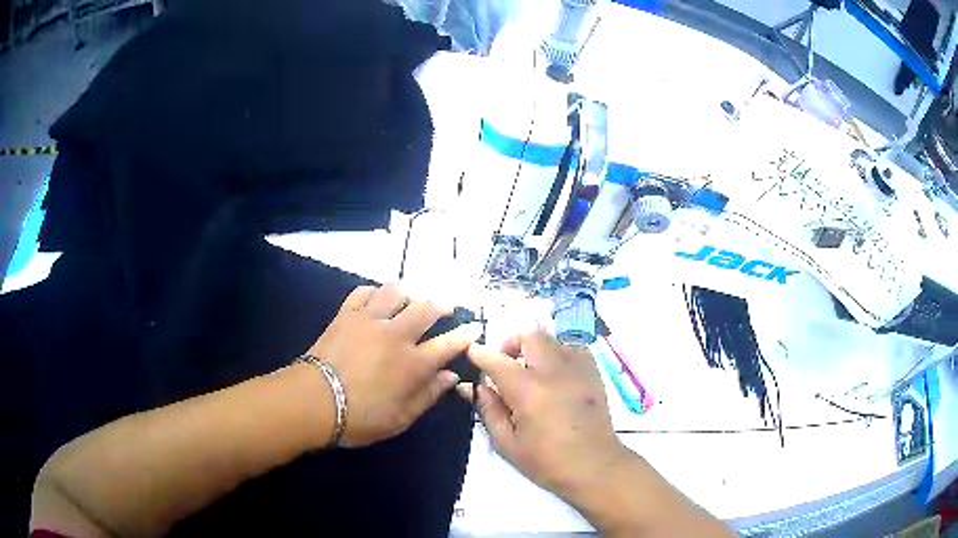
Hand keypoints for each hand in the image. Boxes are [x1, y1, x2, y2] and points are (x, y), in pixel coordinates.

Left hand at [307, 283, 481, 447]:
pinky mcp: (346, 314)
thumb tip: (450, 377)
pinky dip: (375, 292)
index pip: (448, 344)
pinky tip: (377, 299)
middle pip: (426, 308)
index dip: (465, 335)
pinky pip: (364, 292)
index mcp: (412, 364)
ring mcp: (369, 320)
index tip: (475, 328)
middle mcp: (395, 335)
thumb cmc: (360, 417)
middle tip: (447, 307)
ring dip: (410, 293)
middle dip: (442, 305)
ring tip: (412, 299)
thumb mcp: (401, 418)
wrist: (313, 401)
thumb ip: (428, 396)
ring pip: (396, 292)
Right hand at [457, 329, 628, 500]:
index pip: (497, 360)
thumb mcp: (507, 444)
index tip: (472, 353)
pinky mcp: (593, 373)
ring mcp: (577, 369)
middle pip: (529, 334)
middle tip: (506, 364)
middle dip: (511, 342)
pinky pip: (573, 348)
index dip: (480, 354)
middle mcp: (553, 371)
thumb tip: (475, 387)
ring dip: (535, 348)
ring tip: (531, 371)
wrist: (595, 467)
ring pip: (552, 339)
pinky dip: (559, 353)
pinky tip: (555, 375)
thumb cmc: (547, 462)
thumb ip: (488, 411)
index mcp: (528, 391)